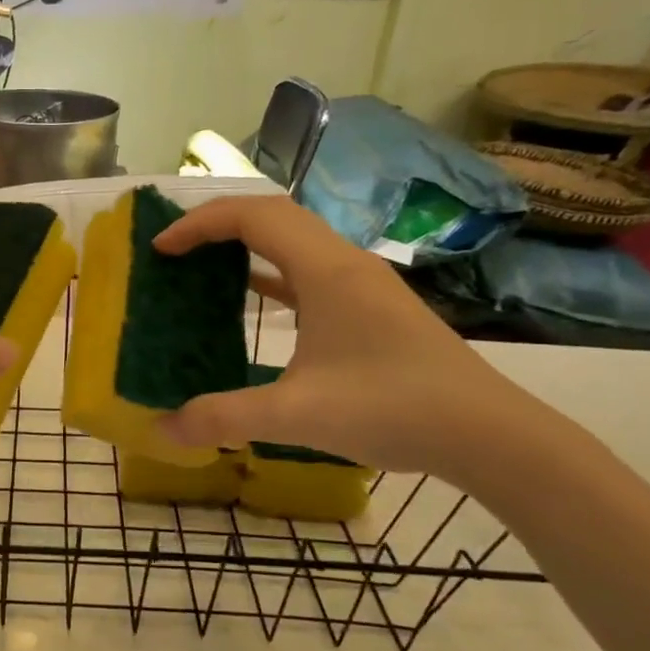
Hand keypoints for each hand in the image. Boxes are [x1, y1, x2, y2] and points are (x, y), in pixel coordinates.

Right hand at [153, 195, 538, 474]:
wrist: (488, 434)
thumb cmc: (393, 409)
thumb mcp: (298, 416)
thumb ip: (225, 417)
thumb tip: (163, 427)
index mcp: (326, 270)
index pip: (253, 216)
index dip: (199, 224)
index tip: (161, 249)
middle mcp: (344, 263)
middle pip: (272, 216)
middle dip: (217, 225)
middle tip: (175, 251)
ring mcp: (361, 284)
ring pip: (293, 241)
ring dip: (245, 245)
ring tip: (203, 267)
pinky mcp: (369, 308)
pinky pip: (308, 271)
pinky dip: (270, 274)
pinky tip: (252, 299)